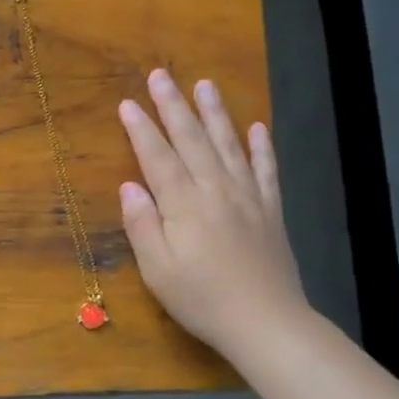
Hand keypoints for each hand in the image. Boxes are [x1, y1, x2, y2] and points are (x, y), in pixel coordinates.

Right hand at [117, 70, 311, 366]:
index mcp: (184, 205)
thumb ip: (142, 225)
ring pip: (228, 145)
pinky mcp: (270, 211)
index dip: (141, 130)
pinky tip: (256, 127)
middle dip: (173, 106)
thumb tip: (129, 186)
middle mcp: (216, 191)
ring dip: (215, 114)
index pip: (158, 158)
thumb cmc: (202, 299)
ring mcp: (247, 198)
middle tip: (160, 75)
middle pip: (192, 141)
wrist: (266, 323)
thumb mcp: (158, 270)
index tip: (127, 103)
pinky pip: (266, 171)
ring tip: (204, 84)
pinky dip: (261, 147)